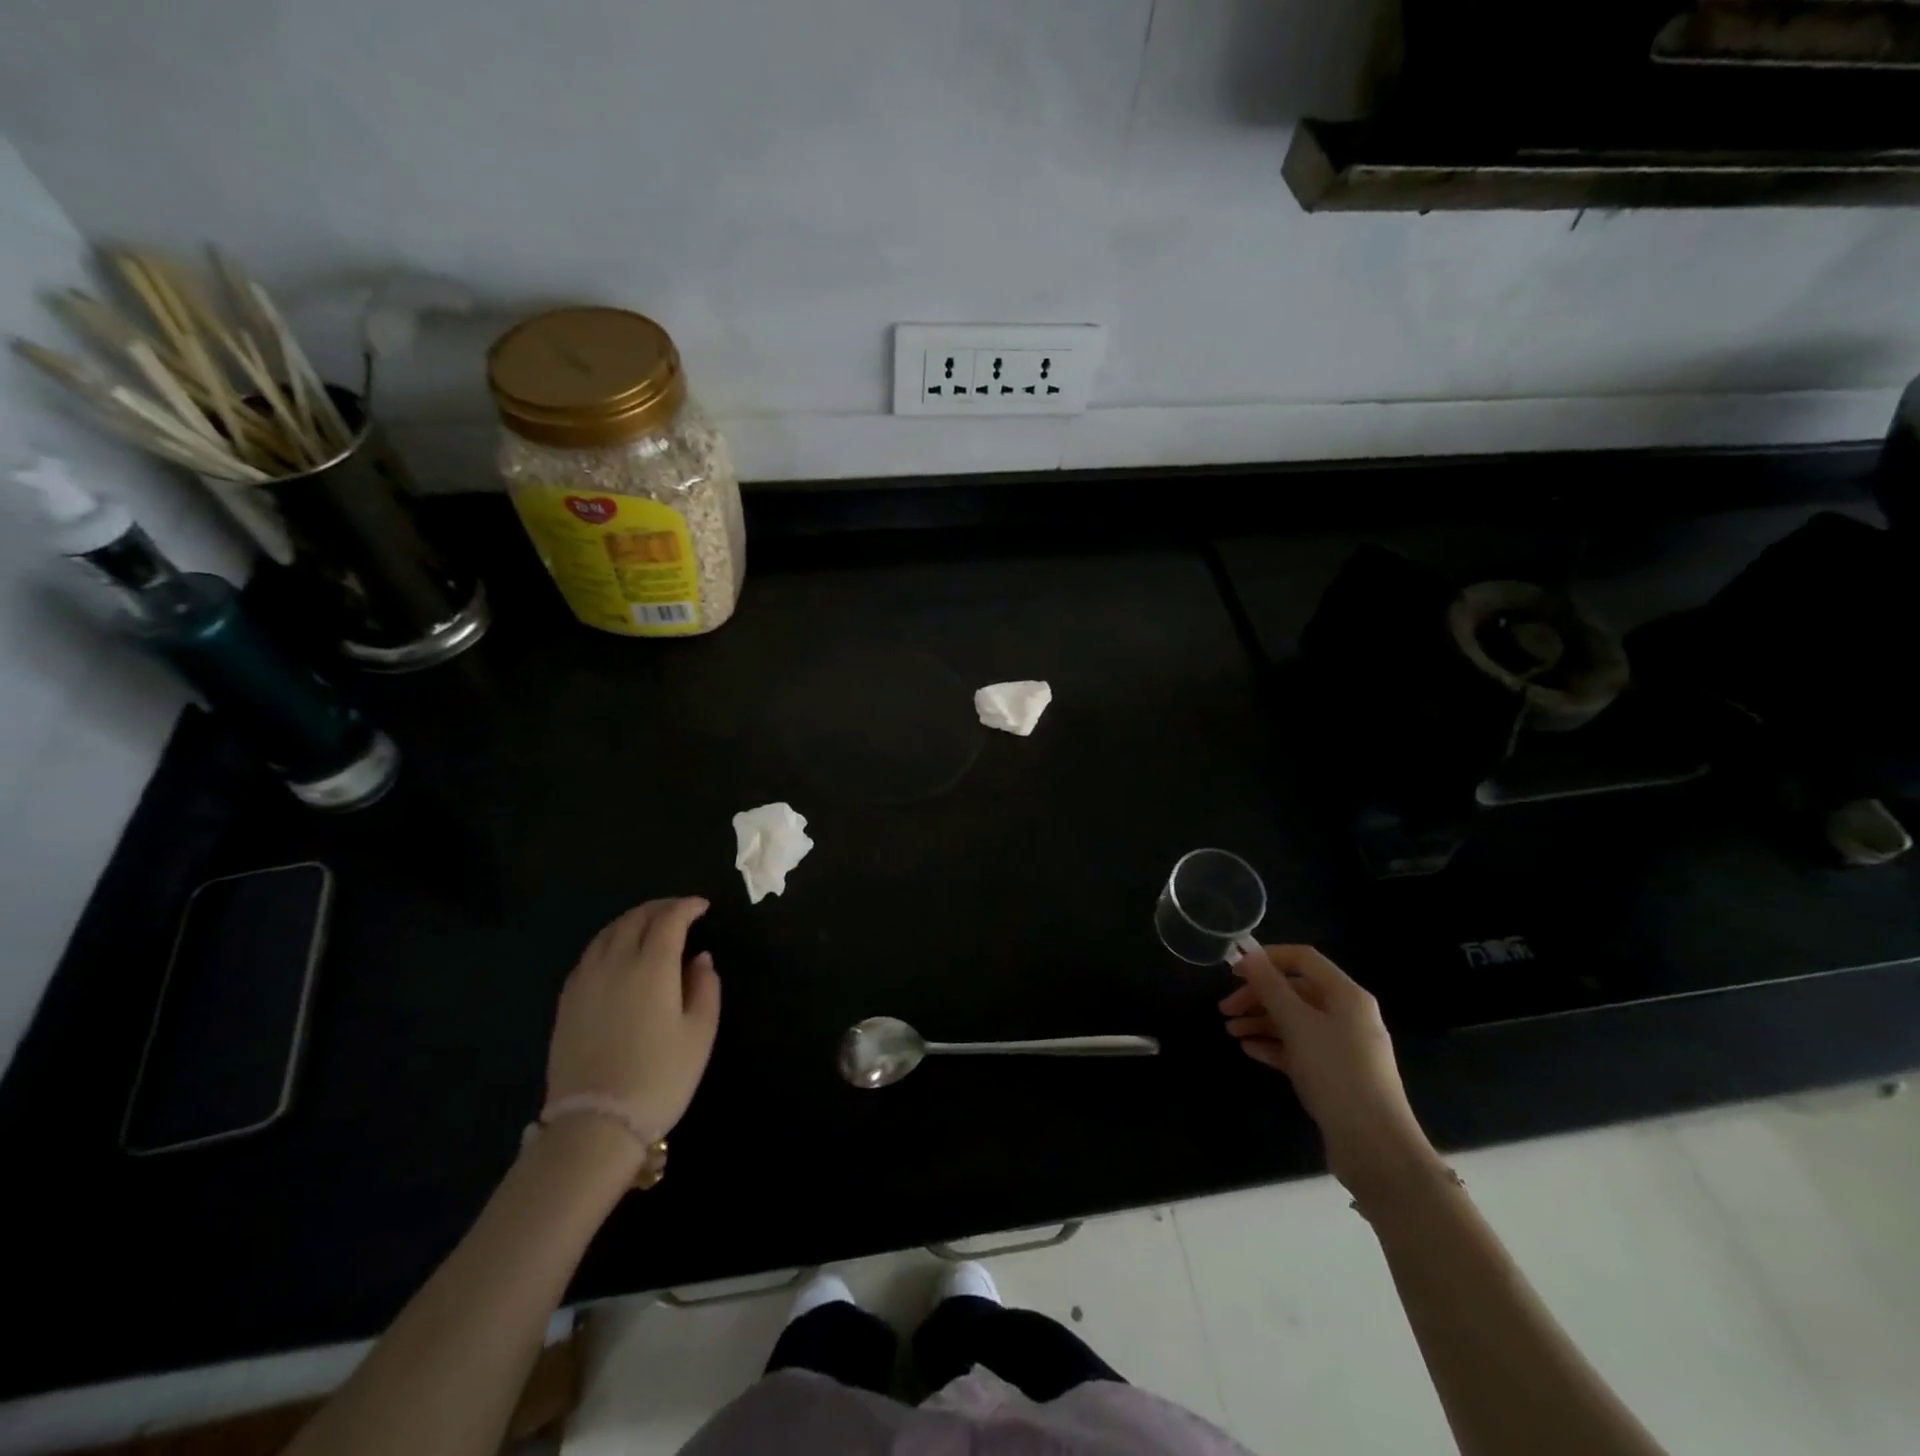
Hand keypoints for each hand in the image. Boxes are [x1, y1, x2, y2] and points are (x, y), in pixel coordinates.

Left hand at [546, 898, 721, 1148]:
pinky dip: (610, 941)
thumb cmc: (660, 1077)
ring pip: (607, 933)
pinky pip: (590, 955)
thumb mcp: (700, 1033)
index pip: (669, 920)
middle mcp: (614, 963)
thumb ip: (705, 987)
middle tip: (680, 911)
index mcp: (651, 967)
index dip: (687, 907)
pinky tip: (618, 954)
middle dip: (660, 908)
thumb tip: (700, 959)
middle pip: (635, 919)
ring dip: (632, 920)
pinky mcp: (567, 1002)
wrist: (595, 1125)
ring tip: (650, 925)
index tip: (703, 907)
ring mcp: (585, 981)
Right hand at [1220, 944, 1442, 1200]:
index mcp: (1346, 995)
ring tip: (1231, 1033)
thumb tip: (1250, 954)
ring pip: (1295, 1021)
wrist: (1375, 1147)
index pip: (1303, 959)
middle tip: (1225, 1010)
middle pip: (1295, 991)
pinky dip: (1274, 1045)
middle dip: (1258, 996)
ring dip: (1261, 1021)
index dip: (1267, 958)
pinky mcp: (1335, 1075)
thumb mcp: (1298, 1024)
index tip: (1233, 972)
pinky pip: (1299, 1049)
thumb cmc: (1336, 1073)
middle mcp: (1347, 1015)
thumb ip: (1271, 987)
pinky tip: (1250, 1050)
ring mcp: (1342, 1047)